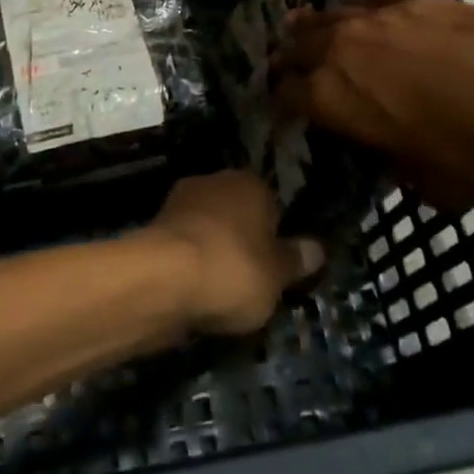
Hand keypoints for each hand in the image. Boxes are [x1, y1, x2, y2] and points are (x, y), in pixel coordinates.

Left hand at [147, 172, 324, 335]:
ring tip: (222, 293)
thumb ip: (296, 260)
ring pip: (208, 227)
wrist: (163, 279)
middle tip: (252, 280)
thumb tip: (317, 247)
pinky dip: (190, 263)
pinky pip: (185, 245)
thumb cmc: (233, 269)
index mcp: (249, 183)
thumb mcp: (277, 275)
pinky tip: (195, 290)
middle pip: (236, 212)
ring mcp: (181, 201)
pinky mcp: (156, 226)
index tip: (277, 265)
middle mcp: (215, 181)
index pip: (270, 202)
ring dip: (213, 251)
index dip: (275, 234)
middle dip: (242, 239)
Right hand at [269, 0, 473, 211]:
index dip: (280, 103)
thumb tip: (392, 157)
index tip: (284, 110)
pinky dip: (352, 6)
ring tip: (303, 29)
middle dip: (286, 59)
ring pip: (325, 15)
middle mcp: (339, 48)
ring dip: (311, 27)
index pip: (285, 95)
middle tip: (285, 68)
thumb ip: (397, 166)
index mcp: (331, 98)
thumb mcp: (431, 184)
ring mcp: (373, 16)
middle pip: (295, 46)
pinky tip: (352, 8)